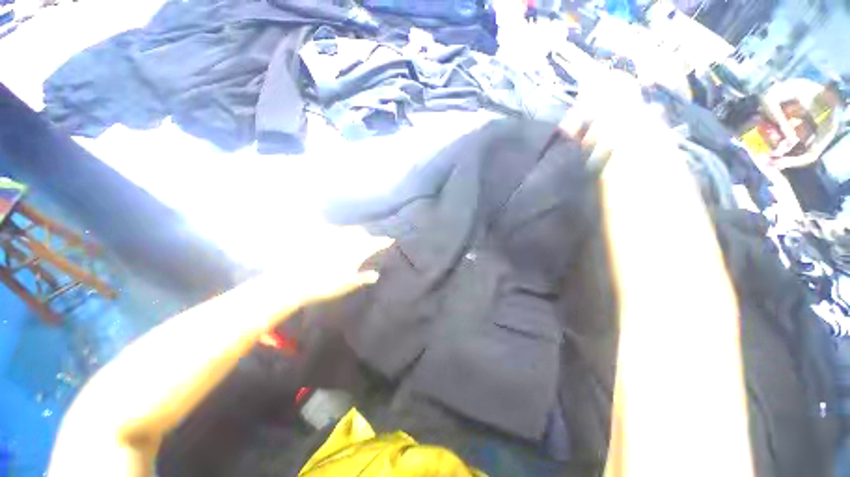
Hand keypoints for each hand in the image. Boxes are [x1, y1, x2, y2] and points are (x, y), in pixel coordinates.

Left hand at [262, 225, 393, 315]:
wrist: (295, 281)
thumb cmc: (325, 285)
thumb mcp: (348, 284)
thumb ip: (363, 277)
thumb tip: (376, 274)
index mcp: (355, 252)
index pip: (374, 243)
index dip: (383, 241)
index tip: (390, 239)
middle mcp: (345, 241)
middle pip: (361, 233)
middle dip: (367, 236)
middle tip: (370, 241)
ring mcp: (331, 237)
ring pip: (347, 230)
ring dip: (354, 233)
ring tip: (355, 238)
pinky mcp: (317, 237)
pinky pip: (332, 230)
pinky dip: (338, 232)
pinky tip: (335, 236)